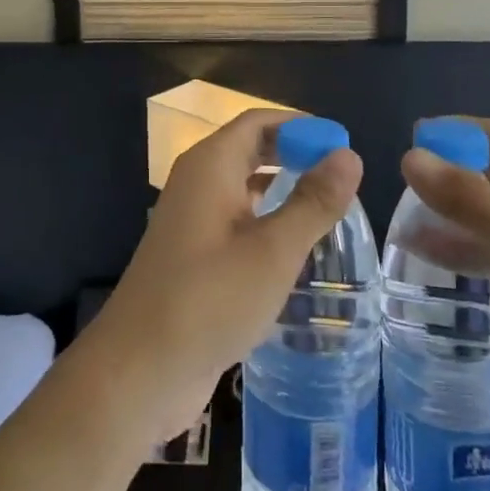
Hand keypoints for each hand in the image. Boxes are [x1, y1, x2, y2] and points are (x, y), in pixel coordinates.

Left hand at [84, 110, 362, 445]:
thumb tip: (349, 155)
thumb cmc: (209, 299)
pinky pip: (234, 219)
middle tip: (341, 176)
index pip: (258, 122)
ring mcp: (191, 219)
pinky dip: (264, 218)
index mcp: (210, 166)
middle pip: (249, 149)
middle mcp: (197, 182)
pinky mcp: (192, 254)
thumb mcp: (273, 251)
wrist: (139, 368)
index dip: (300, 125)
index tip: (342, 143)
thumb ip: (313, 202)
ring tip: (326, 205)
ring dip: (280, 187)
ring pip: (242, 186)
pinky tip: (292, 245)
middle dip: (293, 154)